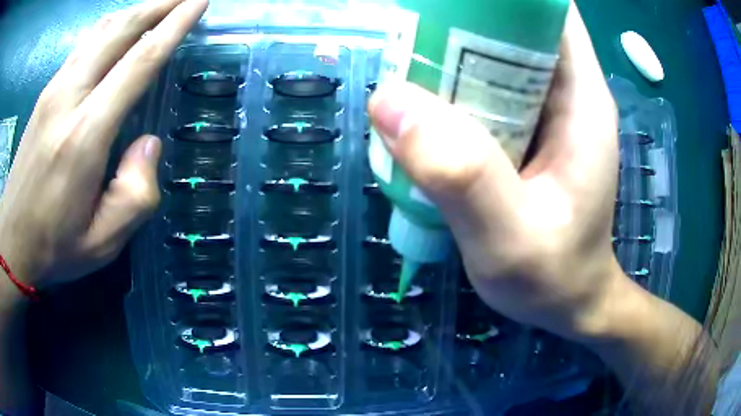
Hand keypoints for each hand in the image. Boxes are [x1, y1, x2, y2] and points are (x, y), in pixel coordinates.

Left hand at [0, 0, 207, 290]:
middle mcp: (69, 98)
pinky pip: (84, 44)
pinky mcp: (46, 93)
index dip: (174, 25)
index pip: (139, 62)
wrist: (12, 241)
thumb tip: (148, 144)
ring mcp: (54, 90)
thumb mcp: (102, 242)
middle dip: (160, 4)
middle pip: (121, 31)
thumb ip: (135, 196)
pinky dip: (110, 26)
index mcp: (84, 136)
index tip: (200, 1)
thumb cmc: (54, 246)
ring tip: (161, 3)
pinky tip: (121, 26)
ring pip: (101, 30)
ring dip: (136, 10)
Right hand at [369, 4, 620, 340]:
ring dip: (449, 52)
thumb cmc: (553, 277)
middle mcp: (566, 93)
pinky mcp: (524, 134)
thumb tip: (387, 100)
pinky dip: (450, 87)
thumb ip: (460, 174)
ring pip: (495, 55)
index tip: (449, 0)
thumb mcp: (509, 239)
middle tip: (407, 31)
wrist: (568, 303)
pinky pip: (484, 90)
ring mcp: (544, 113)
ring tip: (402, 63)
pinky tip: (419, 106)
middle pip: (514, 26)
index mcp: (581, 98)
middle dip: (462, 17)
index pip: (549, 11)